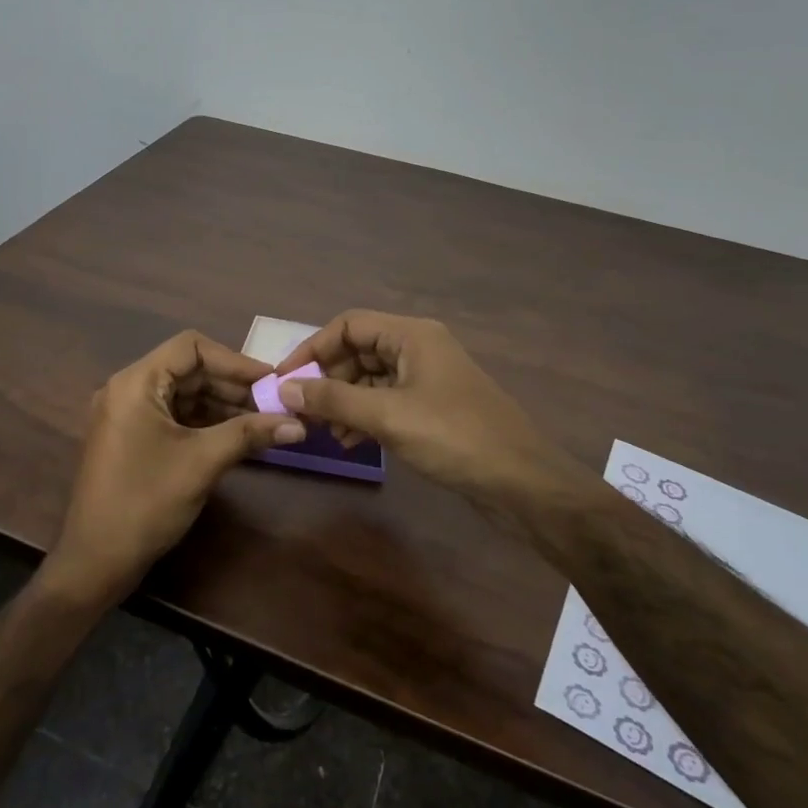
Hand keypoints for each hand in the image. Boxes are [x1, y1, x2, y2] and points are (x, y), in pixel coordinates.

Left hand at [41, 331, 304, 610]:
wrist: (95, 562)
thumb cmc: (145, 503)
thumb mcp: (202, 463)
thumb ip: (249, 434)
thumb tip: (299, 423)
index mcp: (136, 383)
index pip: (191, 347)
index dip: (234, 360)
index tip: (270, 380)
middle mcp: (128, 388)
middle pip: (188, 369)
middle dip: (232, 385)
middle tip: (273, 403)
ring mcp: (128, 413)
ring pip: (184, 393)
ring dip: (222, 404)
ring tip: (263, 420)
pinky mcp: (132, 436)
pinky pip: (174, 415)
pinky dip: (205, 421)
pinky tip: (237, 435)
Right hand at [273, 311, 587, 516]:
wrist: (522, 482)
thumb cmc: (454, 437)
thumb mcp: (388, 416)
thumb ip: (334, 400)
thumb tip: (284, 389)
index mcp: (411, 336)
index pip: (349, 325)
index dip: (313, 348)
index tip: (285, 379)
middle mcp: (419, 348)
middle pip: (359, 350)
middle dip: (327, 378)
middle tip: (301, 409)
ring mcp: (428, 378)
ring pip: (371, 378)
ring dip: (344, 400)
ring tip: (324, 431)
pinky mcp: (434, 407)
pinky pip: (387, 400)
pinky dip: (365, 416)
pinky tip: (352, 442)